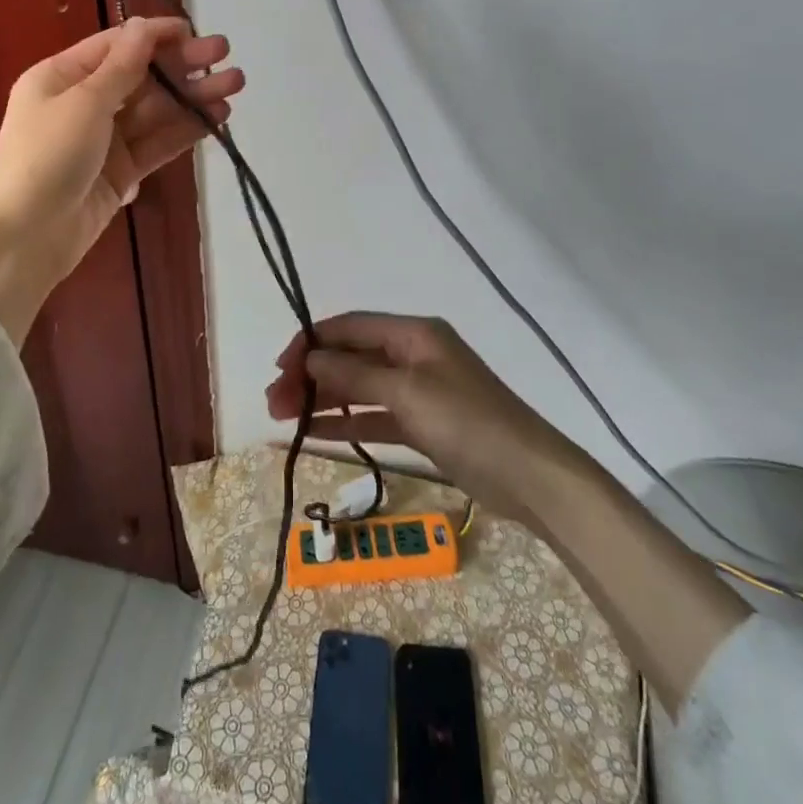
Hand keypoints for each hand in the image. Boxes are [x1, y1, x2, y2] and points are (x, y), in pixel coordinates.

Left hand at [0, 15, 242, 339]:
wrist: (24, 239)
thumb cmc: (46, 157)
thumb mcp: (83, 103)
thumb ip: (121, 67)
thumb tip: (143, 26)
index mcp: (62, 77)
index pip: (116, 45)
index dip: (155, 36)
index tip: (193, 32)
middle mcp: (83, 102)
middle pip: (141, 77)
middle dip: (182, 65)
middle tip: (225, 54)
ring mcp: (104, 139)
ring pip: (155, 110)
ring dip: (192, 96)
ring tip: (235, 85)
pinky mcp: (121, 171)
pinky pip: (157, 142)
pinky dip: (185, 129)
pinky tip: (216, 117)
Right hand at [265, 313, 586, 519]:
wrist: (529, 476)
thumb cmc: (467, 422)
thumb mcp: (407, 393)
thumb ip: (355, 376)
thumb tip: (310, 360)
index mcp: (413, 333)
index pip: (349, 327)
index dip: (311, 343)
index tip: (279, 368)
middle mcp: (412, 354)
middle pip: (351, 357)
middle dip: (312, 375)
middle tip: (274, 403)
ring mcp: (418, 390)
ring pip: (359, 387)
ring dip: (323, 399)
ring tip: (282, 418)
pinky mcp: (422, 423)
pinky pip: (374, 415)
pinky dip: (346, 421)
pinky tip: (314, 433)